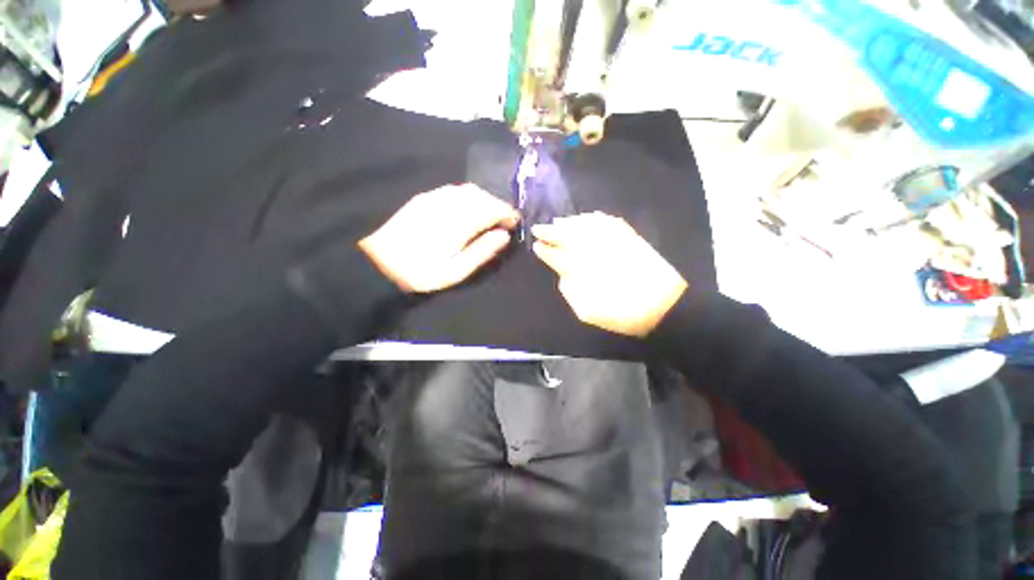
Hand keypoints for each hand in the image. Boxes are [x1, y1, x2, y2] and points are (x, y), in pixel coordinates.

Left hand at [359, 184, 519, 292]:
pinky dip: (469, 197)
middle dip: (497, 205)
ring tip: (489, 216)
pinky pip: (454, 190)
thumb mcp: (456, 271)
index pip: (491, 208)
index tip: (515, 223)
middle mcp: (448, 203)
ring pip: (468, 190)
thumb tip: (504, 236)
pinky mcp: (424, 198)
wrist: (379, 262)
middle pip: (481, 195)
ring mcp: (434, 198)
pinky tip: (468, 209)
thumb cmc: (421, 272)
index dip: (507, 213)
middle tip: (504, 221)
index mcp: (458, 222)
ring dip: (484, 199)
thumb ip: (482, 251)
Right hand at [532, 212, 687, 336]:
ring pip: (584, 224)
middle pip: (567, 235)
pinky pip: (606, 220)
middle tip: (538, 228)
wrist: (663, 305)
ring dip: (568, 222)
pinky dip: (592, 218)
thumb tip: (563, 274)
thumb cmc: (622, 313)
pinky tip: (585, 217)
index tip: (536, 245)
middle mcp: (594, 249)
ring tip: (557, 222)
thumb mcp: (587, 312)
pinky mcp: (627, 236)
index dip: (545, 250)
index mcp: (582, 269)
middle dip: (550, 231)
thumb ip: (570, 291)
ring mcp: (612, 239)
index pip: (557, 255)